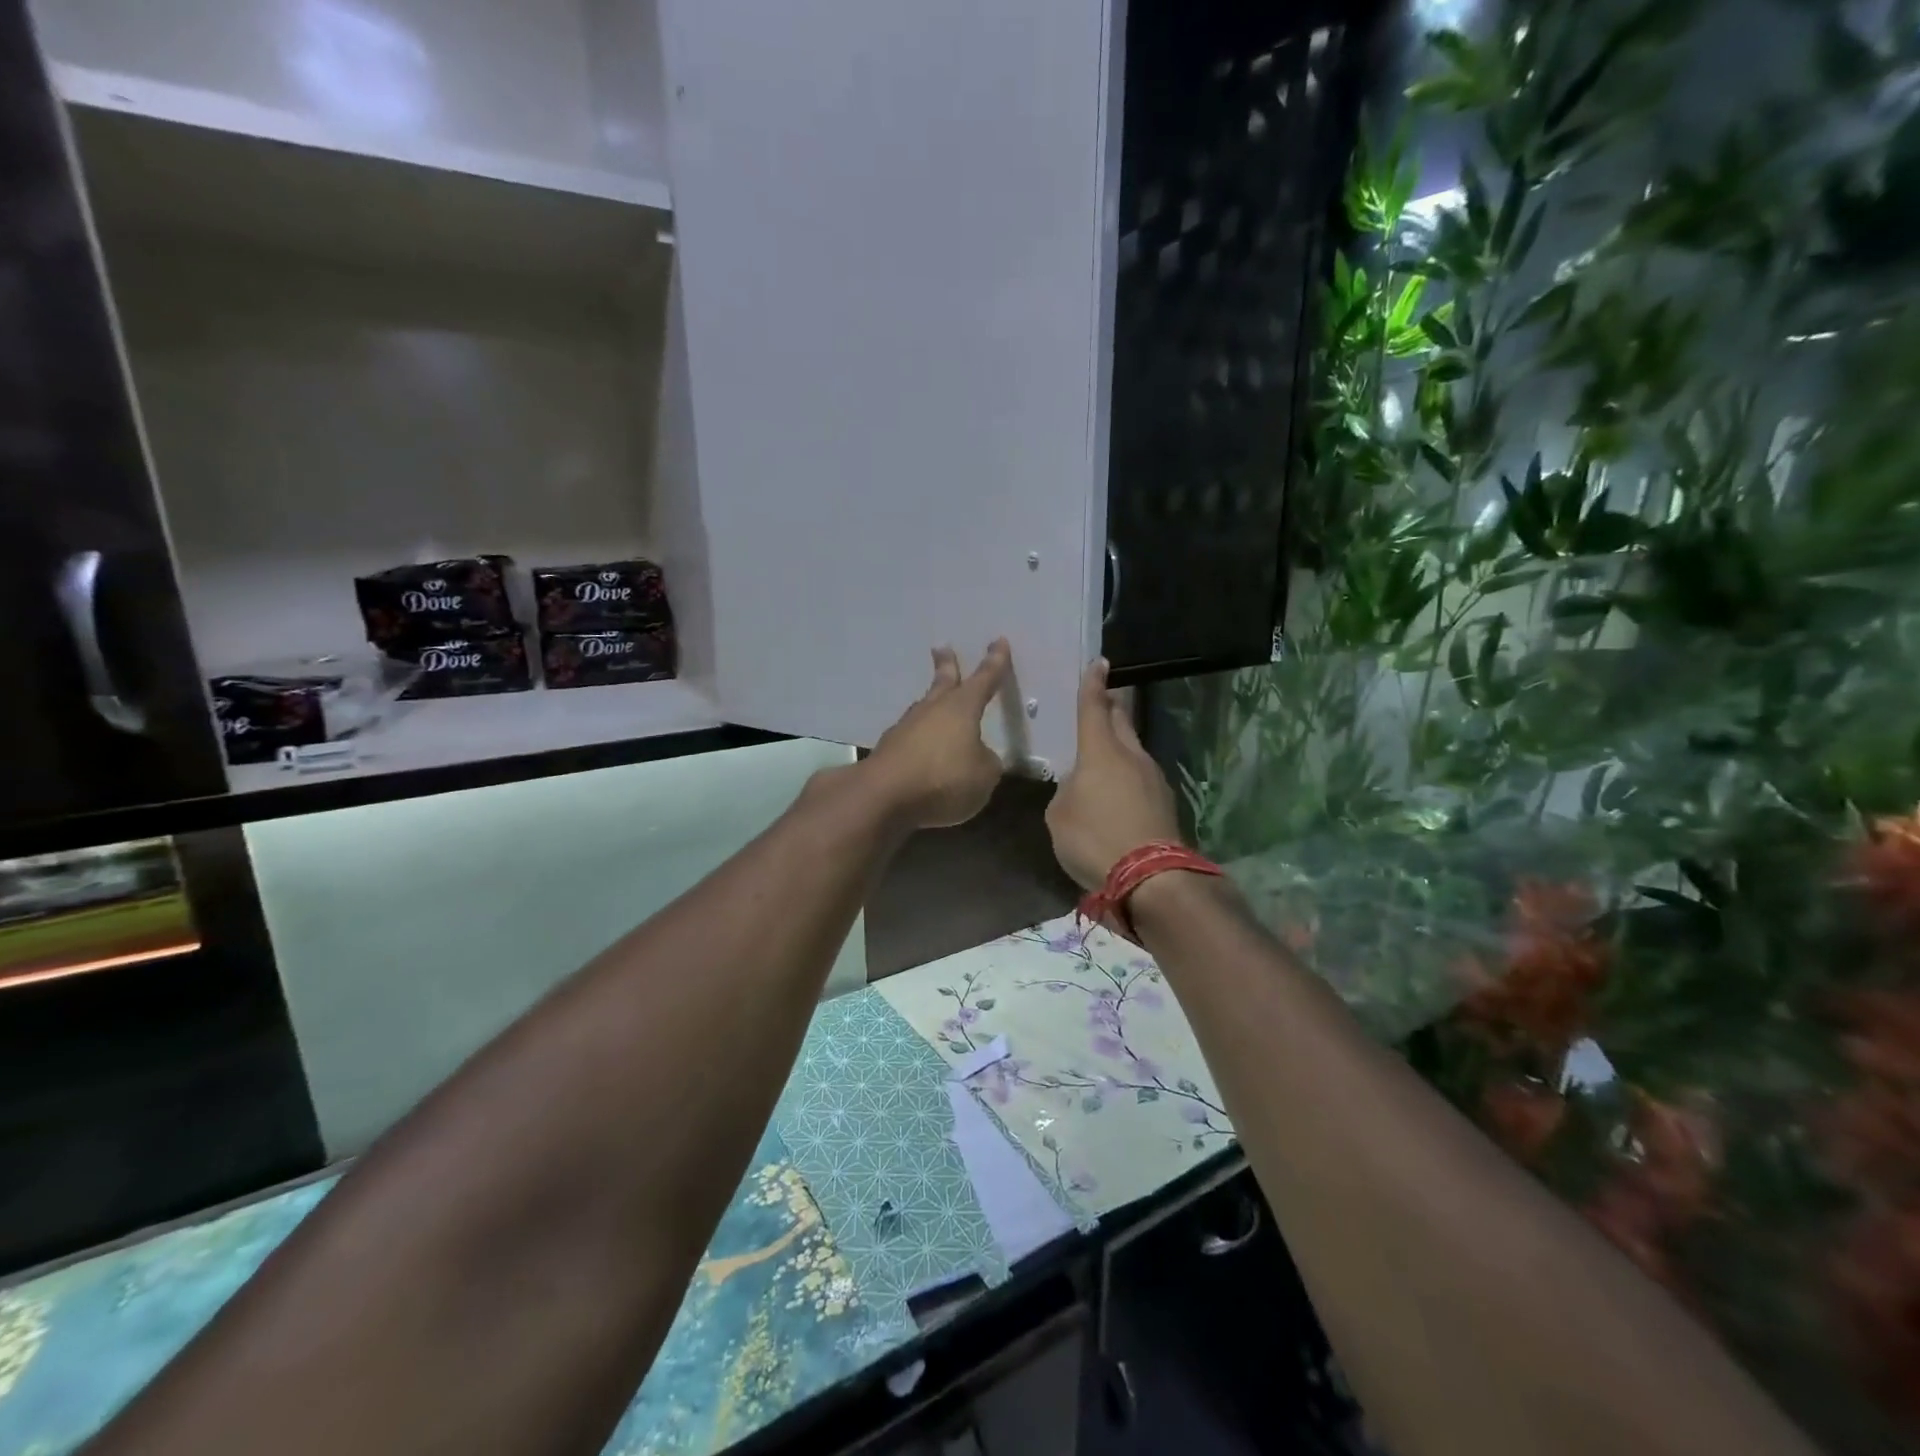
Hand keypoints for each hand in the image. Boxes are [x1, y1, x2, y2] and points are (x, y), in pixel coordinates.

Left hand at [865, 641, 1011, 828]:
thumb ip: (987, 763)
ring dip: (931, 703)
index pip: (984, 679)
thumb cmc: (943, 778)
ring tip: (935, 701)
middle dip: (946, 665)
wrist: (884, 795)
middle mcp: (932, 710)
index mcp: (962, 708)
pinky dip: (920, 738)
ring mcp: (906, 728)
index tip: (998, 641)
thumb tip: (979, 757)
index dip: (995, 662)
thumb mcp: (984, 776)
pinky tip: (922, 748)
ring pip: (923, 708)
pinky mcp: (889, 750)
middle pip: (943, 682)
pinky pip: (911, 737)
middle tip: (942, 648)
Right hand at [1045, 658, 1182, 889]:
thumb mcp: (1059, 816)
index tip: (1098, 663)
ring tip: (1103, 755)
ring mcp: (1153, 778)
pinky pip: (1140, 777)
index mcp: (1100, 751)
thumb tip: (1079, 788)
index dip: (1092, 684)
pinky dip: (1127, 776)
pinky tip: (1116, 793)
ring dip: (1119, 746)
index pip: (1094, 707)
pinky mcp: (1165, 802)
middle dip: (1111, 707)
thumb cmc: (1094, 839)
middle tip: (1101, 701)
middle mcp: (1131, 756)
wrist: (1151, 877)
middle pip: (1121, 721)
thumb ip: (1066, 792)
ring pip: (1133, 750)